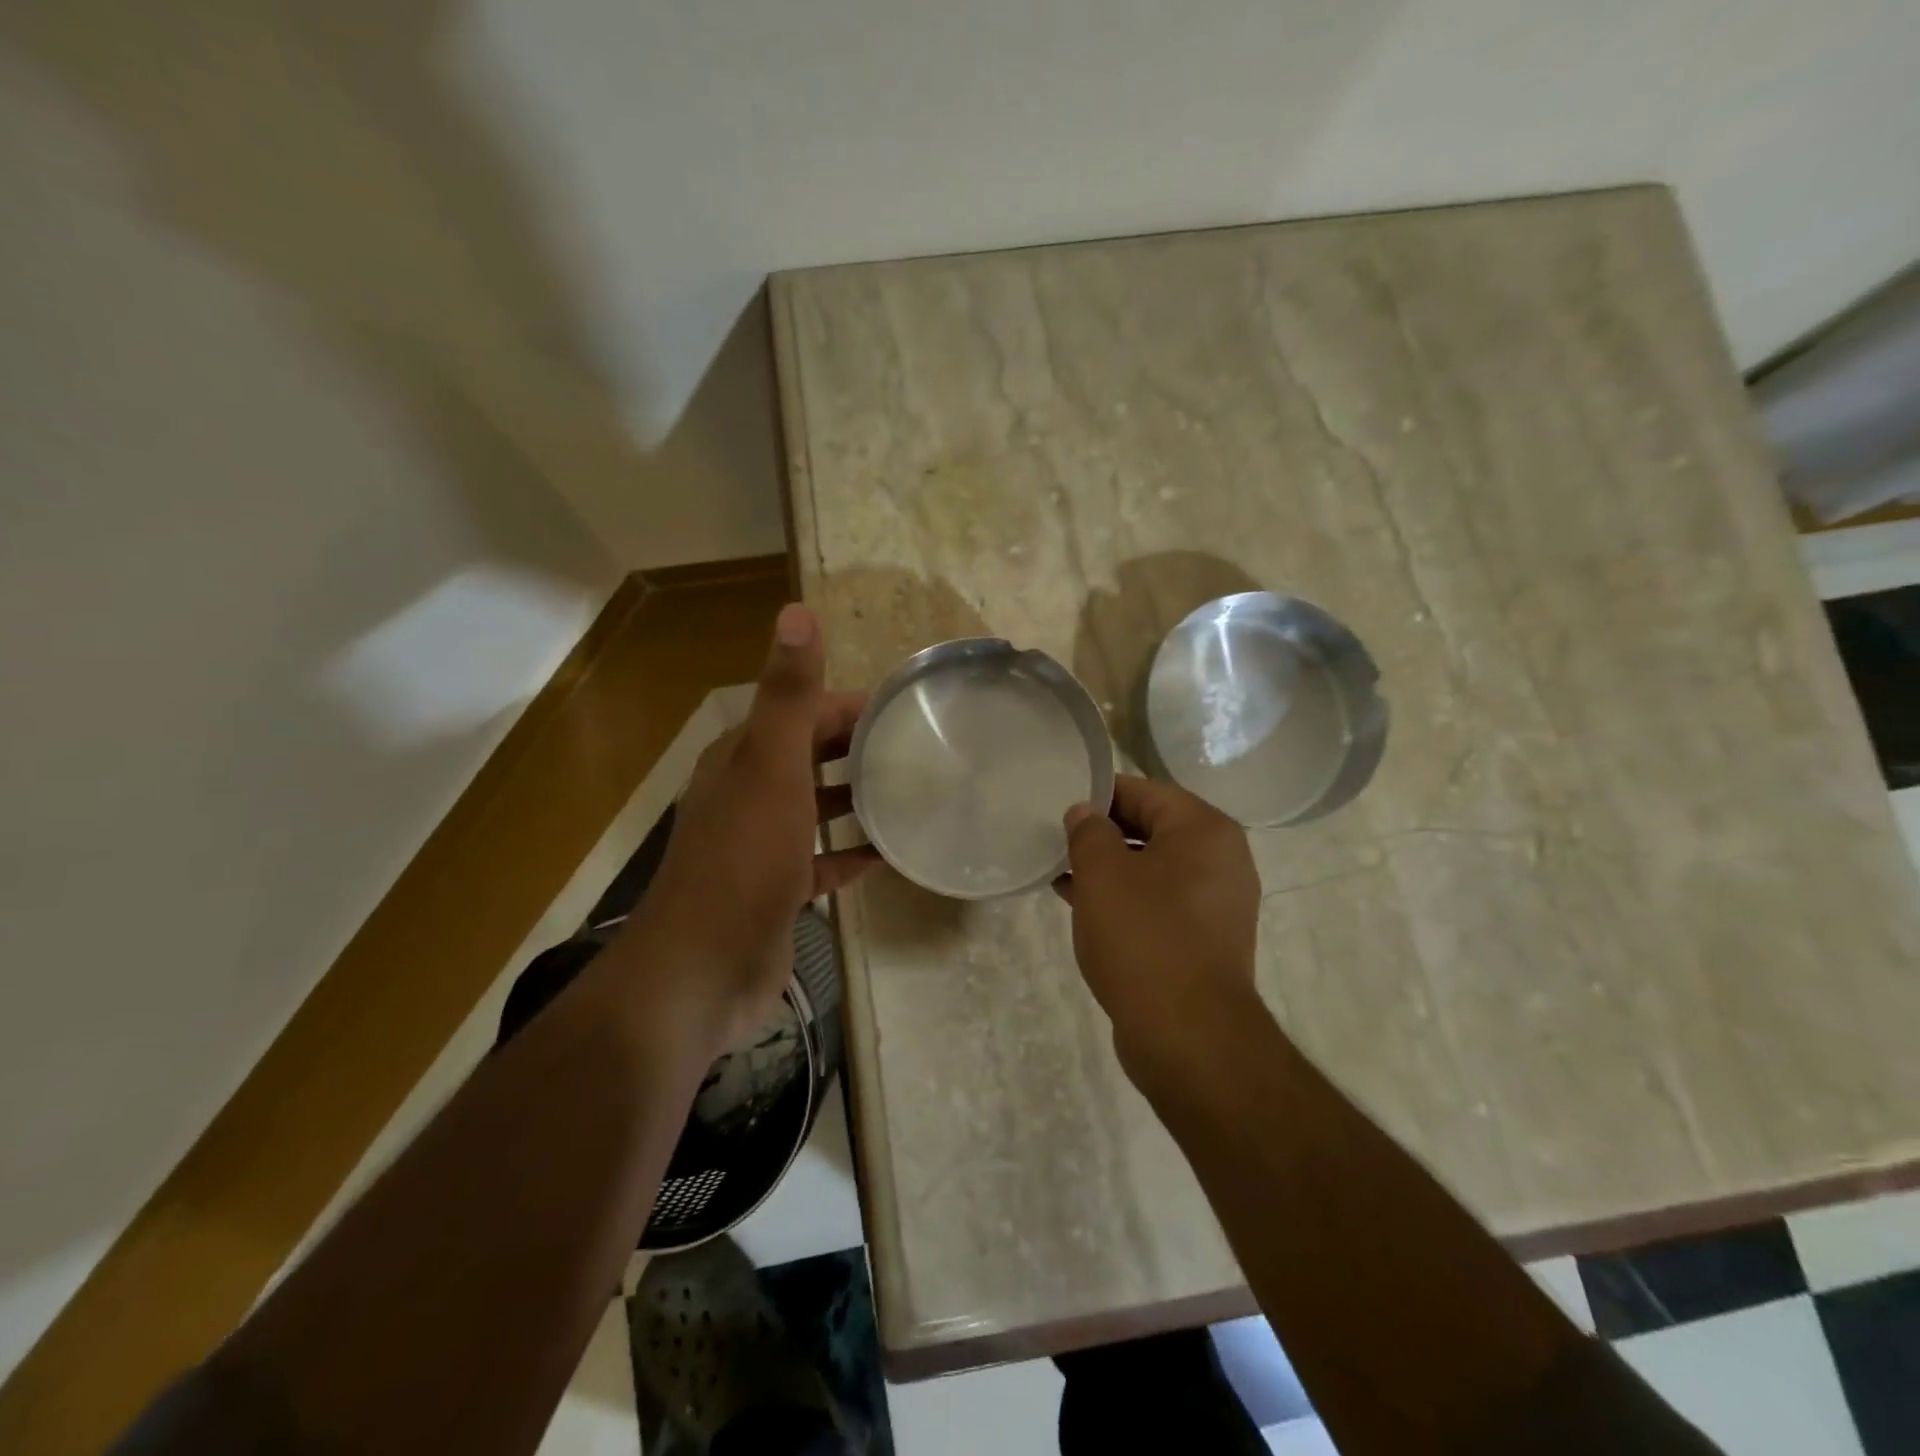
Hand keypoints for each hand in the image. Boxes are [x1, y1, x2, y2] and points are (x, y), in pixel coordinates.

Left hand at [621, 604, 880, 1047]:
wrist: (703, 969)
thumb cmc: (742, 860)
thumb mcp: (770, 768)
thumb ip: (788, 694)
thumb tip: (796, 610)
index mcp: (744, 757)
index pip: (804, 711)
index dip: (852, 705)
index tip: (909, 709)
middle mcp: (749, 792)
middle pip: (812, 756)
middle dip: (860, 749)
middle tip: (923, 751)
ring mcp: (763, 843)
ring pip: (817, 807)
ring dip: (857, 799)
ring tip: (914, 795)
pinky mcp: (777, 888)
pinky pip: (823, 860)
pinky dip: (852, 854)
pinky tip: (889, 854)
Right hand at [1055, 775, 1262, 1080]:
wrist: (1188, 1036)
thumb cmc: (1144, 938)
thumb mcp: (1103, 873)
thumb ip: (1089, 832)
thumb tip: (1085, 812)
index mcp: (1205, 831)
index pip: (1146, 791)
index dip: (1099, 794)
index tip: (1060, 807)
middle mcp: (1221, 860)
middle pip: (1152, 828)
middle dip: (1102, 834)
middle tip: (1056, 841)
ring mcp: (1216, 903)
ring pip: (1152, 869)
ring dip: (1109, 869)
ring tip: (1062, 874)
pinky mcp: (1204, 940)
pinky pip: (1158, 903)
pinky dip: (1124, 899)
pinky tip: (1084, 908)